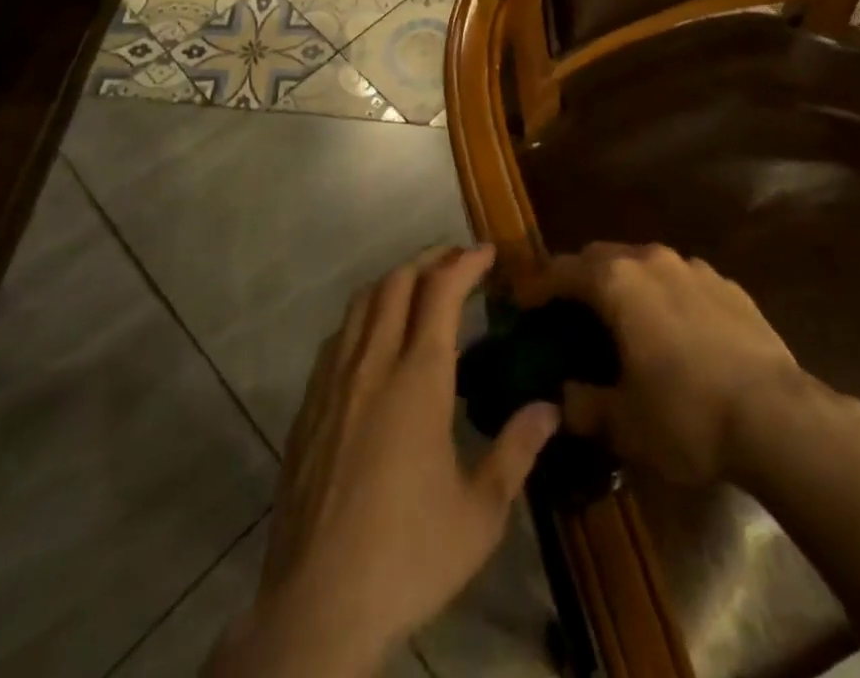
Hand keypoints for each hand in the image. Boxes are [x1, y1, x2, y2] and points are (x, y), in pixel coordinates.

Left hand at [207, 246, 559, 677]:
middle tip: (457, 259)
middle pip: (397, 282)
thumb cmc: (408, 556)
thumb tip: (550, 408)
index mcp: (418, 379)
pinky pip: (338, 338)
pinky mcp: (308, 407)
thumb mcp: (480, 513)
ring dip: (393, 281)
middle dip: (429, 259)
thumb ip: (516, 451)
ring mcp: (334, 383)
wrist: (316, 607)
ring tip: (419, 286)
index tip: (487, 252)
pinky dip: (364, 316)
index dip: (465, 263)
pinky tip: (375, 339)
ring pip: (362, 303)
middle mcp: (373, 364)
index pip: (441, 292)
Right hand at [516, 242, 805, 486]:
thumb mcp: (624, 423)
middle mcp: (652, 260)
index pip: (562, 270)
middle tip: (569, 311)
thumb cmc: (687, 415)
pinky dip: (665, 296)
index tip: (520, 302)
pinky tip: (674, 331)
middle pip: (602, 256)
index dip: (536, 286)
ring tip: (623, 320)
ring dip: (625, 284)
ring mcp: (694, 268)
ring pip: (644, 263)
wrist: (777, 416)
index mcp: (617, 282)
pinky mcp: (728, 285)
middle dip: (580, 278)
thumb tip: (562, 399)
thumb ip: (584, 405)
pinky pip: (681, 280)